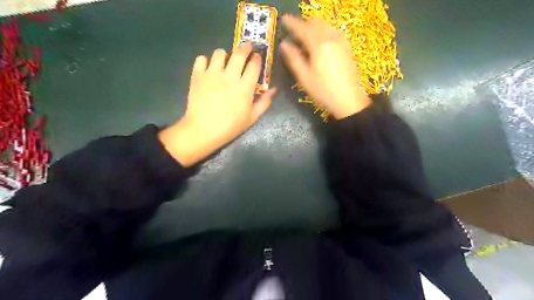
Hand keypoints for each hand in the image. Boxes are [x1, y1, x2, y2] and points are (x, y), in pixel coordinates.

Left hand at [157, 43, 274, 165]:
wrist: (203, 130)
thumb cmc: (230, 126)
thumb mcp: (252, 118)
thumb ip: (264, 102)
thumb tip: (274, 89)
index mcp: (245, 87)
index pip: (254, 64)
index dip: (257, 58)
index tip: (257, 57)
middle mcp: (230, 76)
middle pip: (239, 53)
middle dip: (246, 47)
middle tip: (247, 48)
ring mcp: (212, 74)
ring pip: (220, 53)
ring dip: (225, 55)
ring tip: (225, 62)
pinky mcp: (197, 75)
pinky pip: (201, 58)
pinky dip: (205, 60)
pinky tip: (208, 68)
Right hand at [280, 14, 371, 119]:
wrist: (348, 100)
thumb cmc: (323, 91)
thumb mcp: (304, 77)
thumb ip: (293, 58)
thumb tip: (284, 45)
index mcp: (319, 44)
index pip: (302, 28)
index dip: (291, 23)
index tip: (283, 19)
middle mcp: (331, 37)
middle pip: (315, 22)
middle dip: (303, 24)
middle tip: (294, 35)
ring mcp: (341, 41)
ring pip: (325, 25)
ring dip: (314, 28)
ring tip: (306, 42)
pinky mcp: (347, 47)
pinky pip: (333, 32)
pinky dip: (323, 33)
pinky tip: (319, 46)